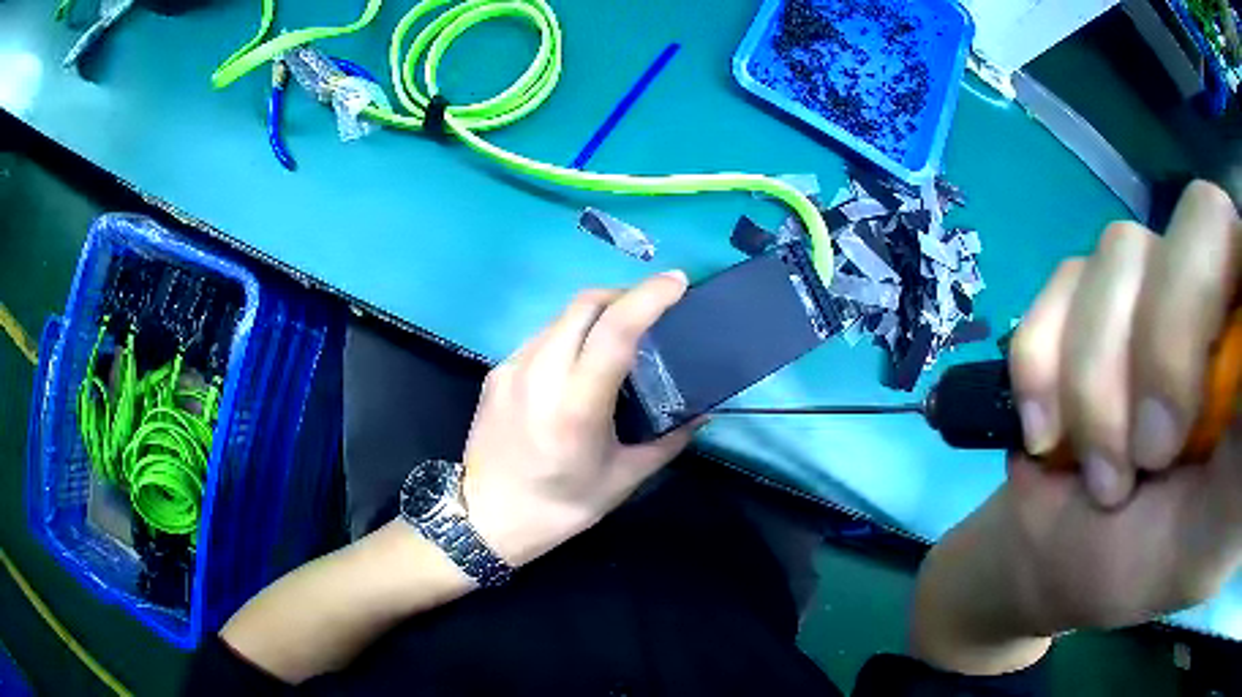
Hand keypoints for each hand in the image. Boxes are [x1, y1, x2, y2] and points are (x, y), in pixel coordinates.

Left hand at [460, 271, 702, 566]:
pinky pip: (541, 337)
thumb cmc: (561, 506)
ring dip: (596, 314)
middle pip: (585, 305)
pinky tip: (578, 362)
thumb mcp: (624, 479)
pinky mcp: (496, 371)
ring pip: (561, 317)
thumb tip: (703, 412)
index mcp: (576, 405)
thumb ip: (669, 440)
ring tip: (618, 336)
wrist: (487, 518)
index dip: (648, 298)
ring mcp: (512, 368)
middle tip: (652, 309)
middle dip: (625, 295)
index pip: (614, 330)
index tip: (677, 282)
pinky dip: (570, 335)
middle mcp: (540, 374)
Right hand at [913, 181, 1241, 673]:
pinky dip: (1043, 363)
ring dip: (1094, 379)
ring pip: (1122, 252)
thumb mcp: (1211, 541)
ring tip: (1096, 473)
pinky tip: (1046, 435)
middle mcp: (1219, 290)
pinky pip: (1062, 280)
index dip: (1220, 307)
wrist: (1066, 561)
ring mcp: (1159, 284)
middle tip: (1147, 458)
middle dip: (1163, 345)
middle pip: (1199, 220)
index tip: (1184, 431)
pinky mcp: (1097, 296)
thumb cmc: (1153, 565)